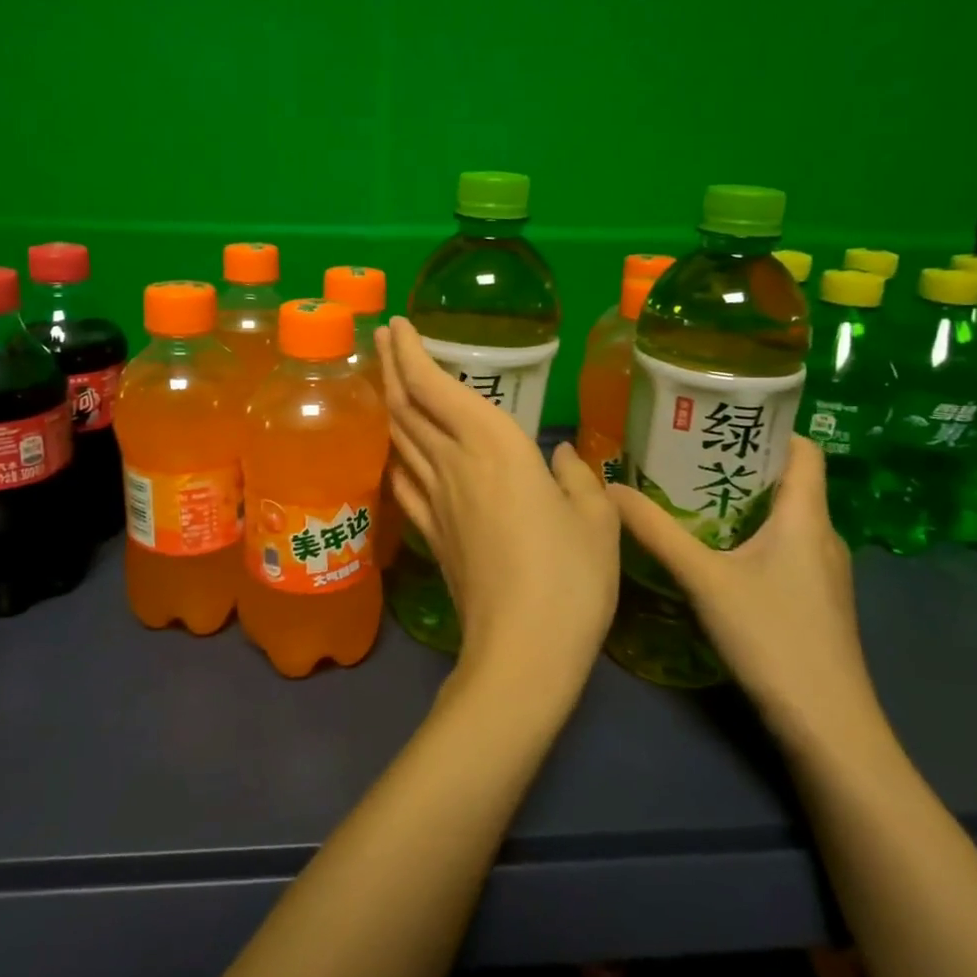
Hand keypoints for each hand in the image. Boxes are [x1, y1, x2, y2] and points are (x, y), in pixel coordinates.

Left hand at [376, 319, 617, 711]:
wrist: (522, 651)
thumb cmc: (570, 578)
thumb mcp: (597, 520)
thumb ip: (578, 478)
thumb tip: (559, 458)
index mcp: (495, 447)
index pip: (437, 387)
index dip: (412, 352)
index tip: (396, 325)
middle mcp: (454, 464)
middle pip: (408, 406)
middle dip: (391, 366)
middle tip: (380, 338)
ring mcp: (435, 501)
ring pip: (400, 439)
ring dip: (390, 403)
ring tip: (387, 381)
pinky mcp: (430, 534)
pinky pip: (402, 480)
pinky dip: (396, 454)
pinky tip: (397, 452)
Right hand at [608, 436, 885, 757]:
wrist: (827, 726)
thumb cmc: (773, 638)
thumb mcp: (705, 580)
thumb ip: (657, 532)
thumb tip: (610, 490)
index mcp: (807, 518)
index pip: (804, 449)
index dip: (770, 427)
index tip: (720, 417)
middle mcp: (821, 537)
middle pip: (787, 481)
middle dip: (738, 462)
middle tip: (684, 452)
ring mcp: (820, 572)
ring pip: (782, 518)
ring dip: (739, 501)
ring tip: (686, 493)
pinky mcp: (812, 600)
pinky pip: (780, 548)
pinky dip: (746, 535)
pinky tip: (709, 550)